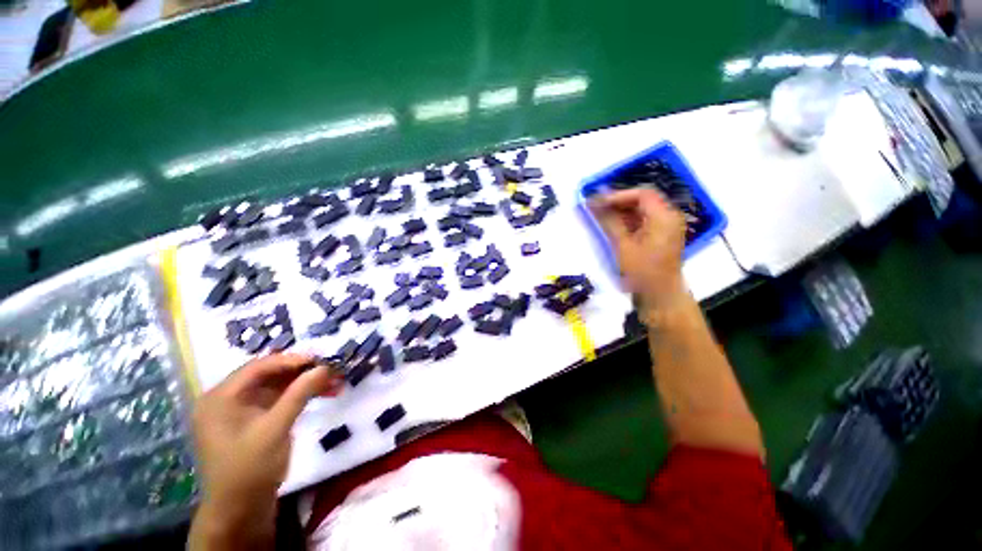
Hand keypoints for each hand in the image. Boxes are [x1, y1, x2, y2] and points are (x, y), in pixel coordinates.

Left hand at [189, 353, 342, 549]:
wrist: (239, 515)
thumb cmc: (251, 471)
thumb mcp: (274, 432)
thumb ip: (296, 398)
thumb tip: (321, 370)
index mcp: (219, 396)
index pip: (255, 368)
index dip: (288, 362)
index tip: (318, 360)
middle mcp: (219, 402)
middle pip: (258, 382)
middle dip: (292, 378)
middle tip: (325, 375)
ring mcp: (228, 421)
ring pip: (261, 398)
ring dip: (289, 393)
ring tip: (322, 389)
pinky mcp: (238, 437)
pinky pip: (259, 415)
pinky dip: (280, 410)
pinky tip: (300, 408)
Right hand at [589, 188, 686, 308]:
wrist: (663, 301)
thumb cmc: (644, 274)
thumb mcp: (623, 246)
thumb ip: (609, 221)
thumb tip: (592, 203)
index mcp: (664, 216)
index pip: (641, 194)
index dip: (618, 195)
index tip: (598, 203)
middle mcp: (671, 217)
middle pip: (644, 200)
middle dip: (620, 203)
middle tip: (598, 209)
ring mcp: (671, 228)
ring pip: (645, 211)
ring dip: (625, 213)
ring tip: (604, 220)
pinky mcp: (667, 238)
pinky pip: (649, 222)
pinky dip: (634, 223)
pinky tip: (617, 230)